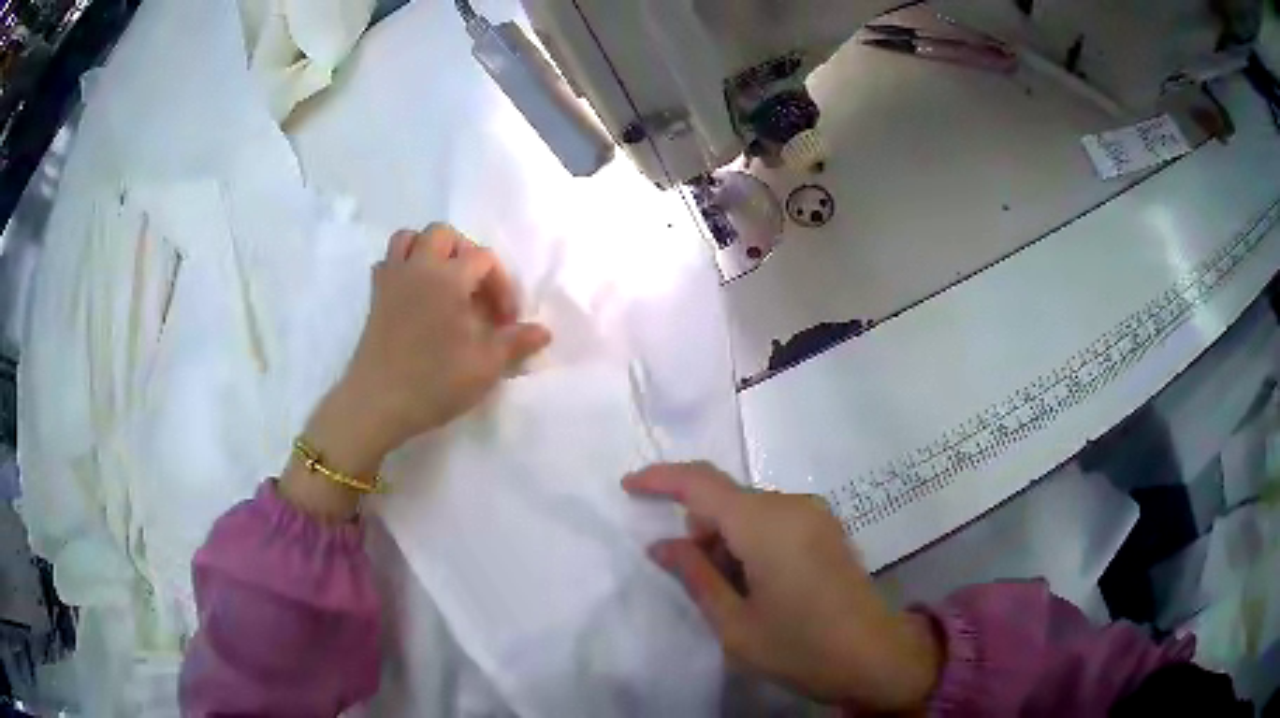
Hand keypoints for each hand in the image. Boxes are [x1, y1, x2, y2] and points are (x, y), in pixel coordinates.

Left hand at [341, 223, 551, 450]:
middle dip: (465, 254)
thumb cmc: (433, 382)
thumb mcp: (485, 366)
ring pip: (409, 238)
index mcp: (447, 277)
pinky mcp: (375, 297)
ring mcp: (391, 279)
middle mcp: (418, 267)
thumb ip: (516, 343)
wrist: (376, 404)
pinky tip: (415, 295)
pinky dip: (404, 267)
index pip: (483, 259)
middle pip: (443, 234)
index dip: (502, 286)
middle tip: (475, 291)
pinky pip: (389, 263)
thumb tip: (544, 331)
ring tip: (444, 282)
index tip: (505, 322)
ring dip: (430, 251)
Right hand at [623, 463, 941, 710]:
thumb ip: (695, 576)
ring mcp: (815, 514)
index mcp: (766, 524)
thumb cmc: (800, 647)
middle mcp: (793, 505)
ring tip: (733, 593)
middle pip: (725, 498)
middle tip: (693, 579)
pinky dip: (750, 542)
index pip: (701, 483)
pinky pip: (773, 520)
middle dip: (698, 529)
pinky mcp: (826, 528)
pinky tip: (758, 584)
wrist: (876, 657)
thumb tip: (663, 545)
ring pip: (748, 510)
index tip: (627, 488)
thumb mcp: (734, 623)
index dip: (660, 479)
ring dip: (726, 539)